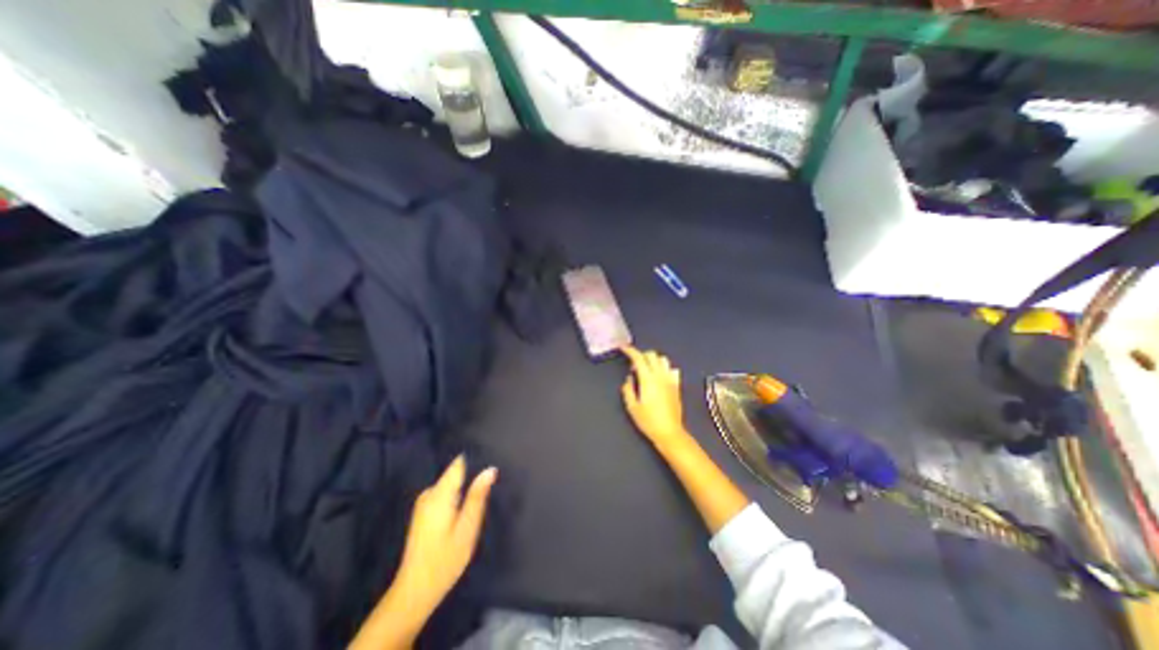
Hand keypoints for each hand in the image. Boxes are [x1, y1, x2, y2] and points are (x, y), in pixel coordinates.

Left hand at [394, 453, 491, 611]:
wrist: (414, 592)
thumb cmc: (444, 560)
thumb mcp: (467, 528)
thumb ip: (477, 497)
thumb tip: (490, 469)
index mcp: (439, 494)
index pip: (459, 463)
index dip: (476, 461)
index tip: (491, 465)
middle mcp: (429, 492)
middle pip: (456, 473)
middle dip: (472, 478)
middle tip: (488, 492)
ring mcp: (424, 502)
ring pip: (451, 484)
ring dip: (464, 489)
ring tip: (477, 503)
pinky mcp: (423, 511)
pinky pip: (445, 493)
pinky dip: (456, 498)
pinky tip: (463, 512)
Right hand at [626, 348, 686, 449]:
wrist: (669, 432)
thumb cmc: (648, 421)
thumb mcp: (632, 407)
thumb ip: (628, 389)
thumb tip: (629, 378)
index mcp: (648, 379)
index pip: (639, 358)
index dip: (630, 351)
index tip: (623, 348)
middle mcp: (660, 376)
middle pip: (651, 355)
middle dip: (641, 355)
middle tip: (633, 366)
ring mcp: (670, 380)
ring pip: (662, 359)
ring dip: (653, 360)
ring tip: (646, 370)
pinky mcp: (676, 385)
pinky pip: (671, 369)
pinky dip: (663, 368)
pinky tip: (659, 377)